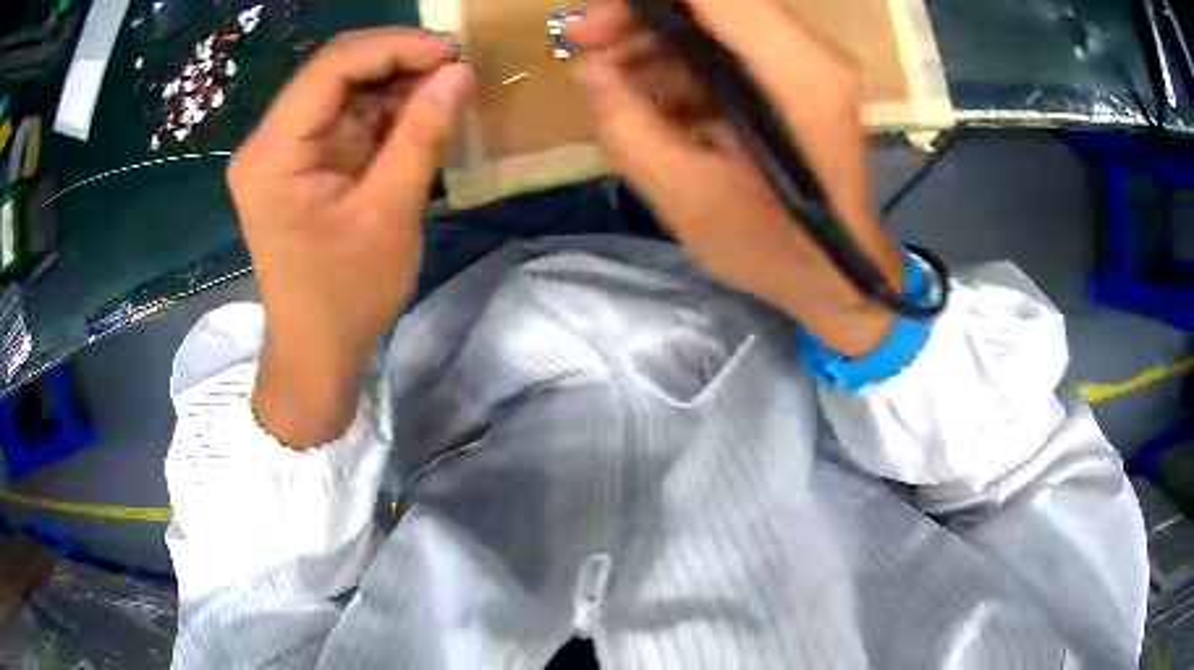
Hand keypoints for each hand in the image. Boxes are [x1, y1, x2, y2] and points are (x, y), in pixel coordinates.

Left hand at [228, 28, 472, 446]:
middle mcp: (272, 142)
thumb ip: (421, 136)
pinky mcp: (306, 163)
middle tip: (457, 67)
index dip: (394, 47)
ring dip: (398, 85)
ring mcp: (287, 151)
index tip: (453, 52)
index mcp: (274, 153)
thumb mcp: (388, 214)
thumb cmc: (344, 295)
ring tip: (449, 89)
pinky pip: (350, 118)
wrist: (317, 350)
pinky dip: (389, 112)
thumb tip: (459, 73)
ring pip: (347, 90)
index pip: (331, 67)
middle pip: (336, 71)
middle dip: (399, 61)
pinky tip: (423, 115)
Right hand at [569, 0, 903, 354]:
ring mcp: (809, 62)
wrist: (840, 277)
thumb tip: (589, 67)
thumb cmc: (774, 250)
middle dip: (640, 14)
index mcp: (795, 74)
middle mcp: (811, 53)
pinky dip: (681, 58)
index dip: (645, 0)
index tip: (592, 24)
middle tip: (585, 46)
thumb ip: (627, 126)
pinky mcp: (799, 76)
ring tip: (611, 80)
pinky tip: (651, 96)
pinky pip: (729, 44)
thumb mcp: (687, 197)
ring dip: (656, 37)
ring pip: (716, 17)